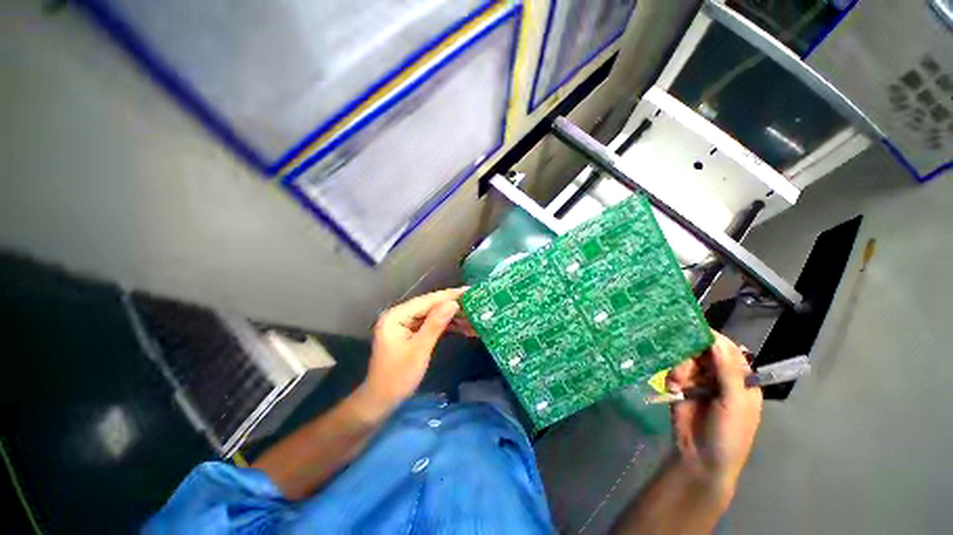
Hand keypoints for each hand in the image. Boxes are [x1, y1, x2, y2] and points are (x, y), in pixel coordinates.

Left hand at [355, 288, 467, 416]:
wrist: (381, 401)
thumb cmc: (398, 377)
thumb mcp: (419, 350)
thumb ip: (435, 324)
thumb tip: (453, 303)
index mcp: (396, 316)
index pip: (427, 301)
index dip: (449, 295)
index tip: (469, 290)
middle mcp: (399, 315)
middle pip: (430, 306)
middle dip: (453, 306)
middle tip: (475, 303)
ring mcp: (405, 324)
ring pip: (433, 315)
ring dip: (452, 317)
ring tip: (473, 316)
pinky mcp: (410, 332)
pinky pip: (431, 324)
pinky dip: (446, 326)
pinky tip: (463, 326)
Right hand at [667, 332, 762, 496]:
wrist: (700, 458)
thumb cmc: (728, 433)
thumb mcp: (734, 403)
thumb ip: (727, 371)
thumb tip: (716, 339)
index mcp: (740, 378)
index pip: (727, 350)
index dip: (712, 340)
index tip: (692, 330)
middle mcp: (718, 375)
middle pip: (702, 351)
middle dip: (691, 356)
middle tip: (684, 366)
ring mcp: (698, 380)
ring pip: (685, 359)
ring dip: (679, 368)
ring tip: (677, 383)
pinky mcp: (679, 386)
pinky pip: (672, 370)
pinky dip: (671, 377)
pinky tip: (672, 388)